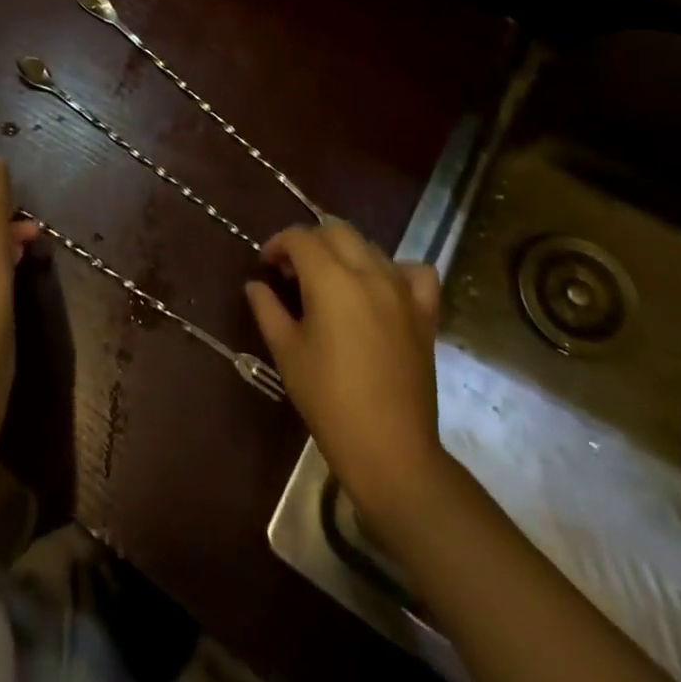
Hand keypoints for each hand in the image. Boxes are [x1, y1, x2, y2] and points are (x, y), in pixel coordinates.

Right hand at [245, 224, 451, 534]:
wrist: (390, 450)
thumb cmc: (329, 401)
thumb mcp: (287, 353)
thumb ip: (268, 309)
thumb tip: (255, 284)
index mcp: (331, 279)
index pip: (300, 238)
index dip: (278, 244)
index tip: (266, 266)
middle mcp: (369, 273)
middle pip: (336, 231)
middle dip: (310, 242)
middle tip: (293, 272)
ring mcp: (402, 290)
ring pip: (370, 247)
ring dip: (345, 252)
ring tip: (330, 281)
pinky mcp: (425, 313)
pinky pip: (415, 272)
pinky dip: (396, 270)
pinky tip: (381, 288)